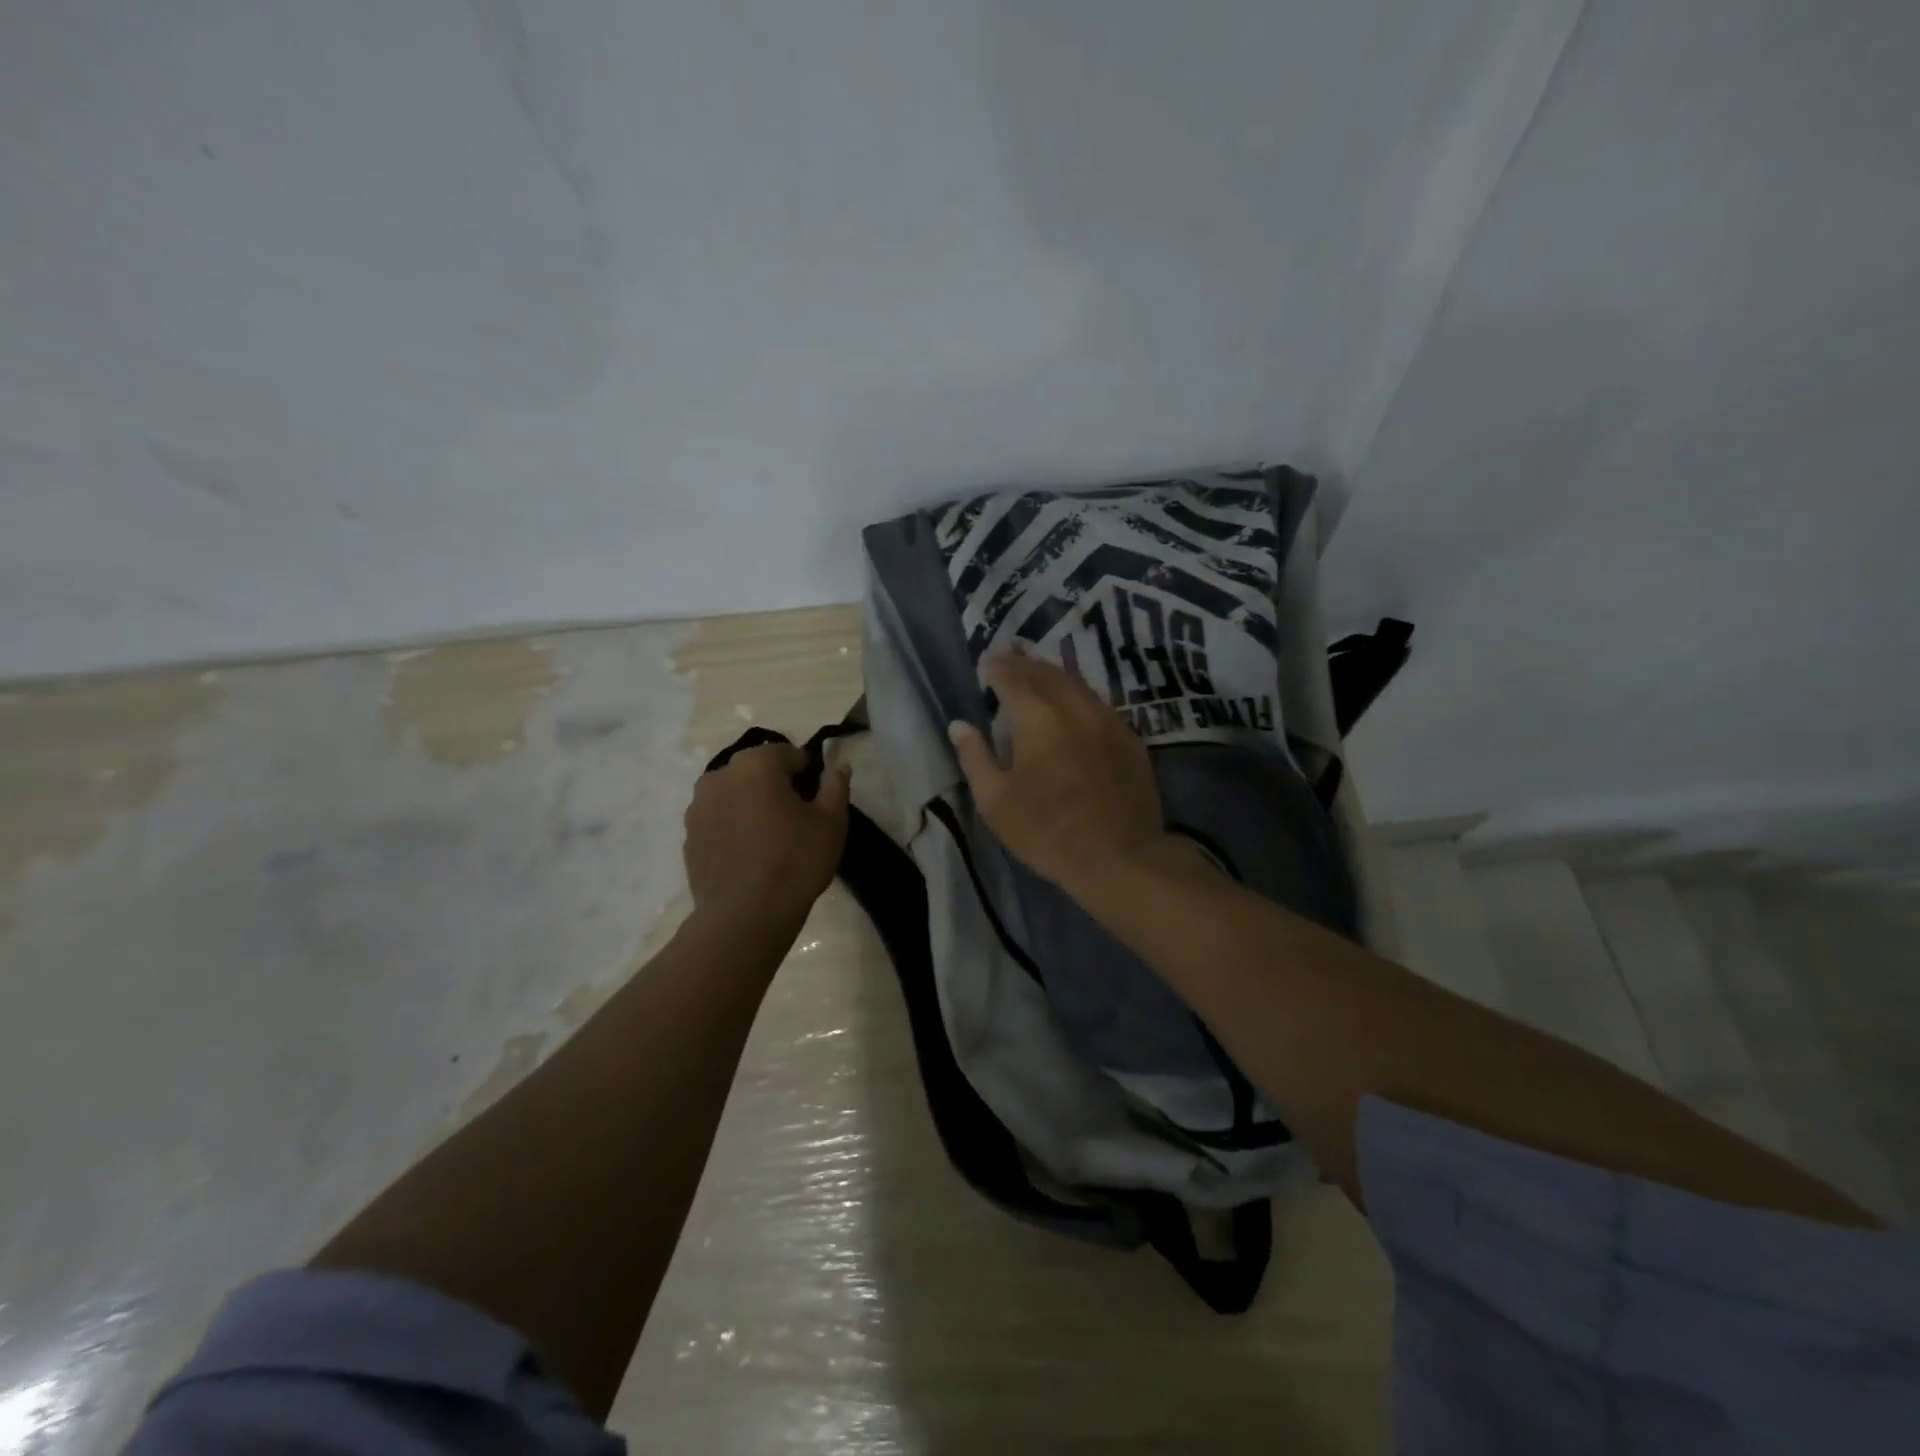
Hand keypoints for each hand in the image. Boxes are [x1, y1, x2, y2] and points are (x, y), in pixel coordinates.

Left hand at [683, 744, 850, 921]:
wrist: (745, 915)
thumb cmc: (795, 861)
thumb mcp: (831, 822)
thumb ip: (836, 786)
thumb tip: (839, 764)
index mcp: (756, 764)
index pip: (788, 754)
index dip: (807, 772)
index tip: (816, 797)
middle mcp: (719, 776)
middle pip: (756, 771)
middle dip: (775, 785)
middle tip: (796, 817)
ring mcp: (698, 806)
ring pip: (734, 794)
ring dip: (751, 804)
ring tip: (769, 836)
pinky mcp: (688, 836)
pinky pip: (718, 819)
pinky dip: (733, 826)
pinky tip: (749, 854)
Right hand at [949, 652, 1170, 898]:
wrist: (1119, 857)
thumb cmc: (1047, 832)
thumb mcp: (996, 802)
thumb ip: (975, 757)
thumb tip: (960, 726)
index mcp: (1037, 717)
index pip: (1012, 677)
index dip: (997, 667)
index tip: (986, 662)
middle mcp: (1074, 707)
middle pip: (1046, 672)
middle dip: (1024, 663)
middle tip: (1008, 658)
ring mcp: (1108, 720)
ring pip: (1077, 683)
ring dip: (1053, 674)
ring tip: (1038, 674)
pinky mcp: (1130, 738)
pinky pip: (1099, 703)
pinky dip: (1079, 695)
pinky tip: (1074, 706)